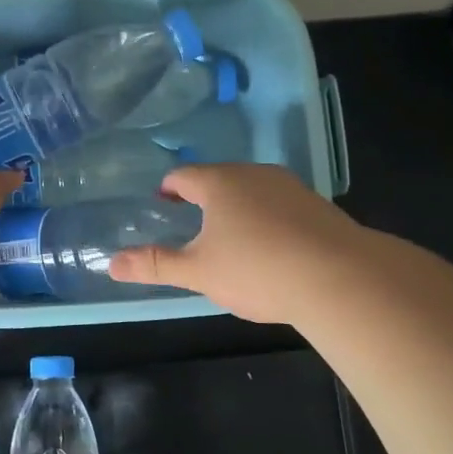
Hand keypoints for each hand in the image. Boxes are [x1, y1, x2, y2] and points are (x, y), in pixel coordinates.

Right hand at [108, 163, 366, 323]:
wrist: (341, 278)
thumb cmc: (257, 269)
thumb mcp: (198, 272)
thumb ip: (154, 265)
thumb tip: (111, 264)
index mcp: (220, 183)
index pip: (184, 176)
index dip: (169, 188)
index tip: (162, 202)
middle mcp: (255, 175)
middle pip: (220, 178)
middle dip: (203, 197)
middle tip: (192, 221)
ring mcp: (291, 188)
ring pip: (253, 190)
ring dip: (238, 207)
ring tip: (231, 237)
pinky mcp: (319, 206)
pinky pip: (281, 206)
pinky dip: (268, 220)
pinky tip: (272, 248)